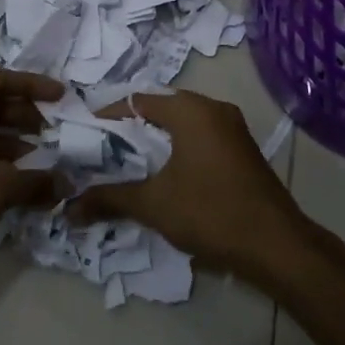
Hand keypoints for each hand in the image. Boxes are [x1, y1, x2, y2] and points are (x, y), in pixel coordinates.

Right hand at [71, 91, 311, 286]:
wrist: (275, 244)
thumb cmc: (210, 212)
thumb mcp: (153, 205)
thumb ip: (109, 199)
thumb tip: (69, 208)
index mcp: (191, 110)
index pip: (137, 100)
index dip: (108, 117)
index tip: (84, 137)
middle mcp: (214, 108)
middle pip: (161, 109)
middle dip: (130, 131)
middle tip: (102, 153)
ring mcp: (233, 128)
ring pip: (182, 125)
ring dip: (155, 142)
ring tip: (127, 166)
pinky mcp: (242, 150)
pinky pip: (201, 139)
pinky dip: (178, 150)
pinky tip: (164, 176)